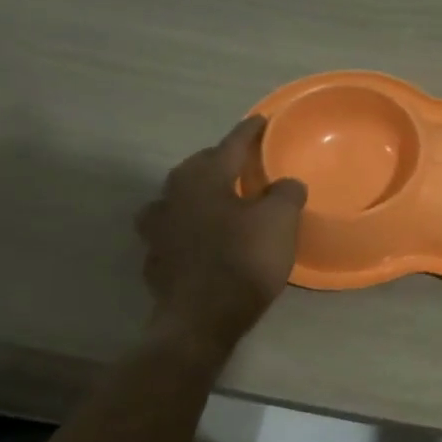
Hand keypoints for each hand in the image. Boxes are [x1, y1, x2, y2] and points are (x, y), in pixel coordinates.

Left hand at [135, 117, 306, 353]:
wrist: (200, 321)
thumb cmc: (243, 261)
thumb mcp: (280, 221)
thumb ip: (286, 193)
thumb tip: (285, 183)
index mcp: (204, 177)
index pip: (230, 144)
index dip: (250, 132)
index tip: (263, 121)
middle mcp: (173, 193)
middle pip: (200, 166)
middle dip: (222, 161)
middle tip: (246, 164)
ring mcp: (157, 226)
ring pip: (180, 196)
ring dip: (200, 193)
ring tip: (221, 199)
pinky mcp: (155, 256)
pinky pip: (174, 228)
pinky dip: (189, 224)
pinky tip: (203, 236)